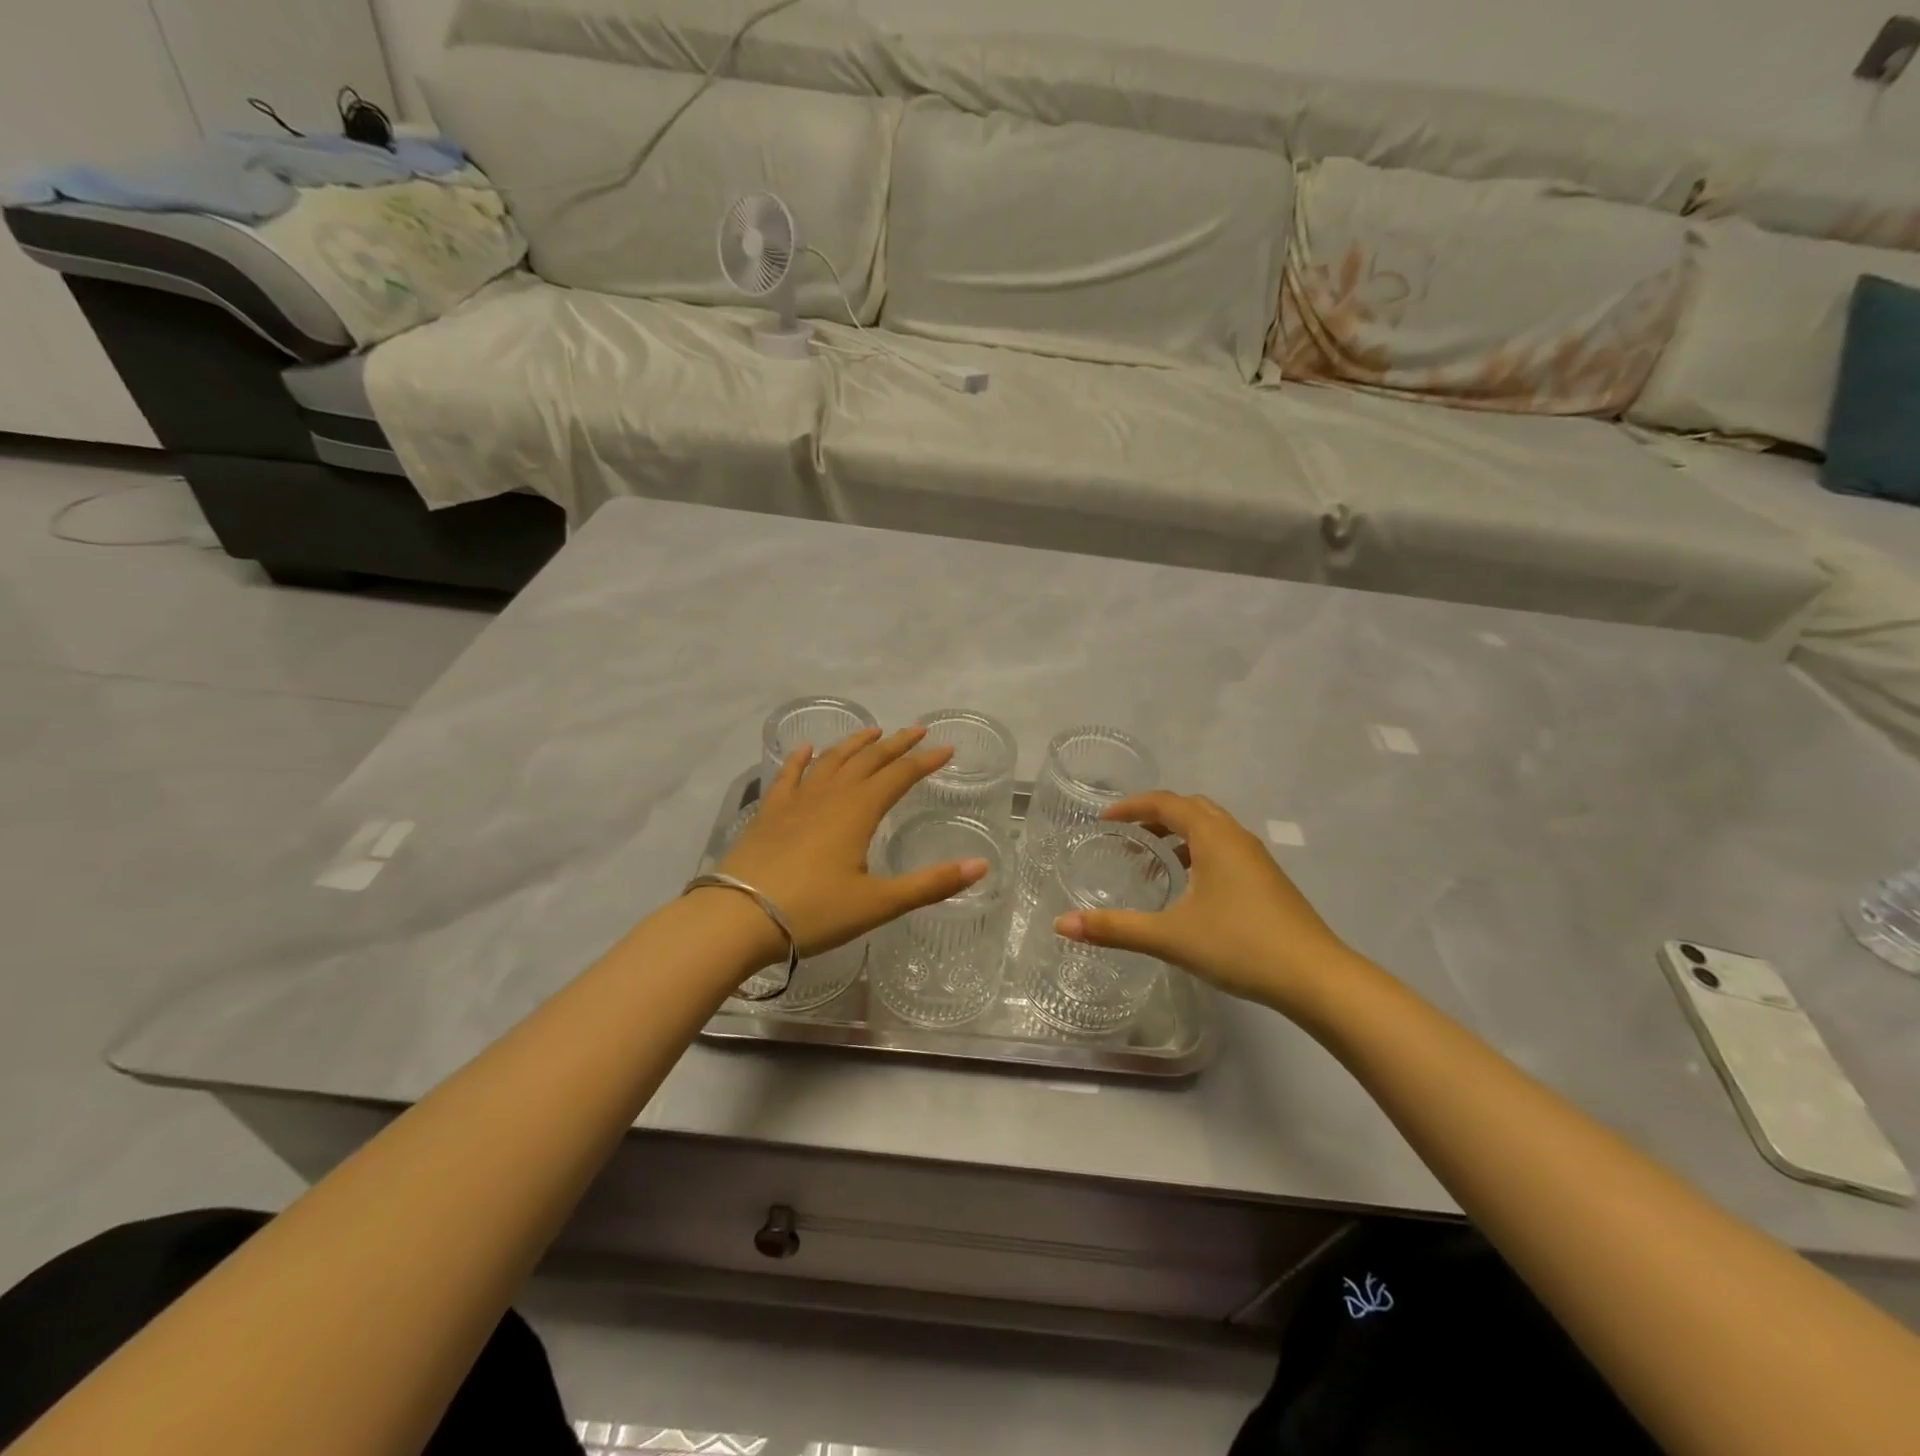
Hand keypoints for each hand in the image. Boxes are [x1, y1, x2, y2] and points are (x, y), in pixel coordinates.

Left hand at [716, 725, 989, 957]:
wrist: (738, 917)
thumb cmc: (814, 911)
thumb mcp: (878, 903)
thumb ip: (930, 884)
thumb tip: (981, 867)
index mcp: (859, 811)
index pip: (899, 776)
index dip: (925, 761)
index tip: (946, 749)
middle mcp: (830, 795)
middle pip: (868, 760)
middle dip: (895, 744)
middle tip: (916, 730)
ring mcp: (796, 801)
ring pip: (831, 761)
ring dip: (854, 744)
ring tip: (871, 731)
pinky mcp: (769, 813)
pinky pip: (788, 776)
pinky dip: (800, 759)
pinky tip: (806, 750)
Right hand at [1053, 791, 1355, 1014]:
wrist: (1316, 978)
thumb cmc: (1240, 945)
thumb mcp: (1170, 937)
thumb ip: (1114, 928)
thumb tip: (1061, 925)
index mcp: (1213, 837)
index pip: (1166, 803)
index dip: (1131, 807)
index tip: (1104, 821)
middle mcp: (1236, 838)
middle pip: (1191, 809)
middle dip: (1155, 817)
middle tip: (1126, 838)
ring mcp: (1256, 859)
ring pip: (1211, 830)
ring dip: (1179, 837)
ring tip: (1153, 865)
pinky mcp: (1267, 881)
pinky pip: (1225, 850)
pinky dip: (1198, 854)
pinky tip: (1189, 891)